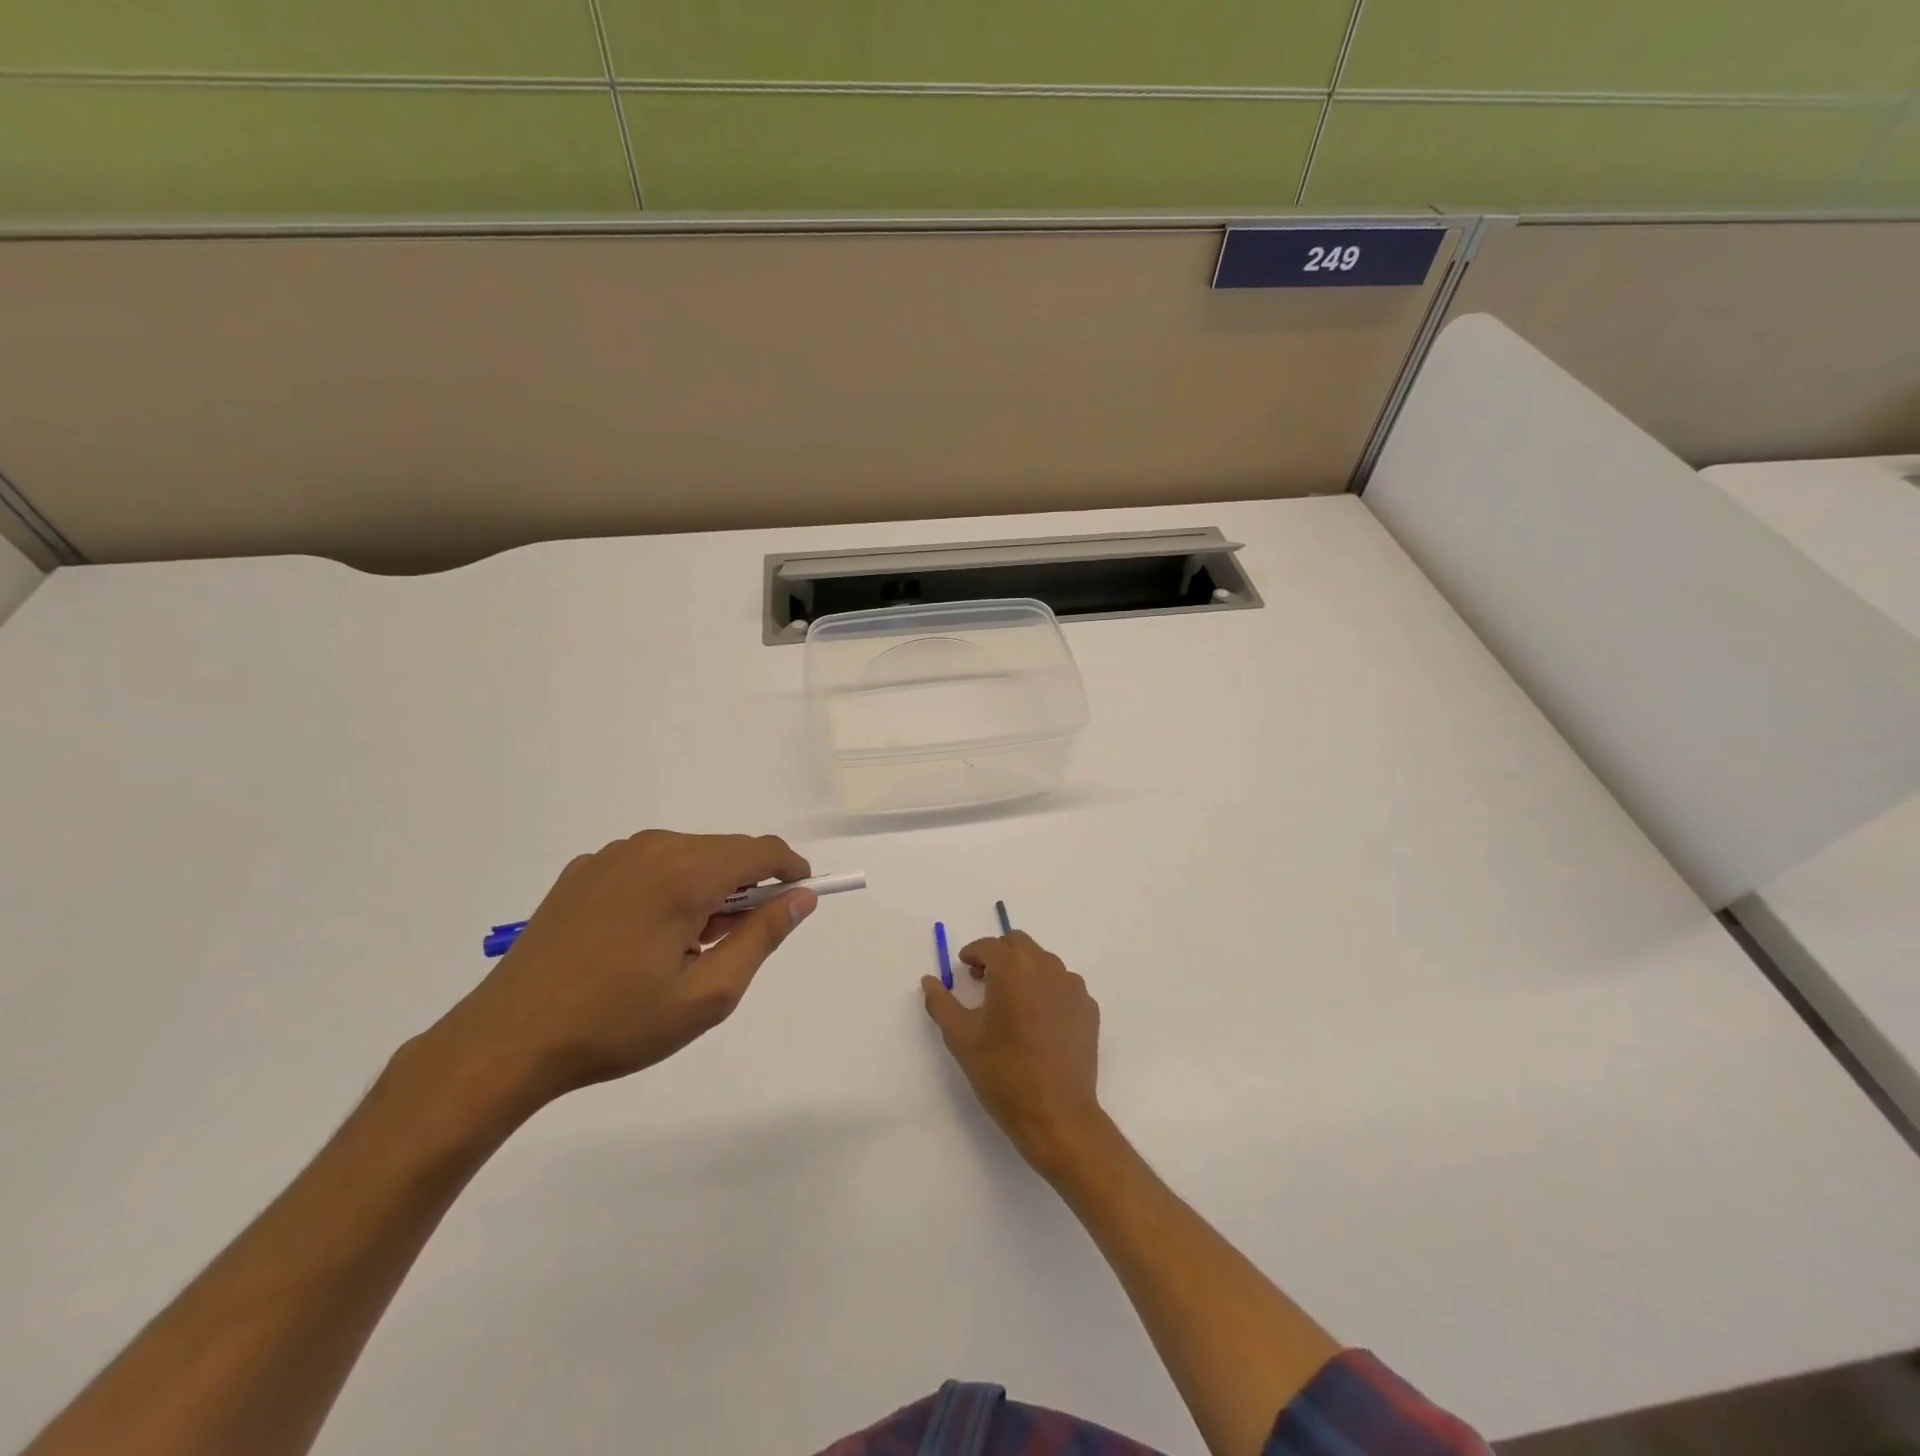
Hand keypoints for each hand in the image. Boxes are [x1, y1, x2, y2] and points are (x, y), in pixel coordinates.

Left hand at [438, 831, 816, 1102]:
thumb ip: (762, 937)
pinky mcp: (584, 870)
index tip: (799, 897)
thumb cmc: (617, 1024)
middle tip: (736, 941)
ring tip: (687, 945)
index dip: (790, 869)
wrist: (508, 1039)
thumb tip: (801, 898)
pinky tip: (645, 936)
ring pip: (688, 854)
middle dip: (747, 885)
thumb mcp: (708, 994)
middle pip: (726, 850)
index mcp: (685, 875)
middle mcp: (652, 849)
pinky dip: (668, 886)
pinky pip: (649, 863)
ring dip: (707, 886)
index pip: (762, 851)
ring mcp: (613, 856)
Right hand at [921, 931, 1103, 1176]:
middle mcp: (1046, 967)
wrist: (1056, 1114)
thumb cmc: (1003, 1073)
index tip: (964, 969)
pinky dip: (1047, 990)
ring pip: (1043, 962)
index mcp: (1013, 968)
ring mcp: (1072, 986)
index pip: (989, 946)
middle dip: (999, 955)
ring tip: (1012, 1002)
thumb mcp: (961, 1038)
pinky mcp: (1088, 1007)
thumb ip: (941, 1003)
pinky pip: (1063, 985)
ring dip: (1024, 970)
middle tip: (984, 981)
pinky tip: (1038, 1020)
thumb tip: (929, 980)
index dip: (973, 954)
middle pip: (1019, 944)